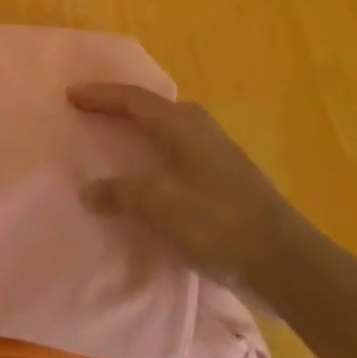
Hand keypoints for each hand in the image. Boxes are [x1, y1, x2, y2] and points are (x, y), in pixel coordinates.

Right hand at [71, 82, 314, 297]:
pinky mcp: (224, 175)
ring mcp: (215, 150)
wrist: (286, 262)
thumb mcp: (158, 207)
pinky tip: (146, 169)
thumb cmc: (217, 222)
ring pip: (165, 128)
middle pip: (150, 107)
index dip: (98, 95)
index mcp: (180, 124)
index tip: (69, 95)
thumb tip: (89, 190)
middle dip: (118, 106)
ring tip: (112, 136)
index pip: (131, 99)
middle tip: (89, 110)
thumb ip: (119, 194)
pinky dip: (152, 150)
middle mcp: (198, 127)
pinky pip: (175, 149)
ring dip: (137, 129)